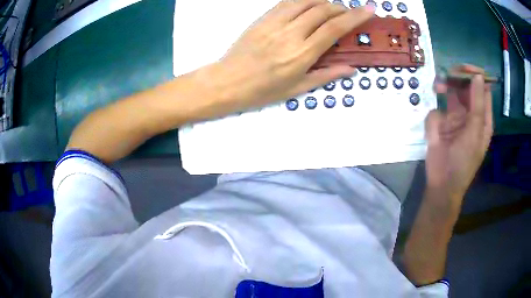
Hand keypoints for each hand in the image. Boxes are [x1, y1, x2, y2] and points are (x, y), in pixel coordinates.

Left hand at [206, 0, 374, 110]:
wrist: (228, 82)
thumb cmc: (262, 91)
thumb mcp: (297, 89)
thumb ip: (326, 75)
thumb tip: (351, 68)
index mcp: (303, 54)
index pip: (335, 27)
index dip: (355, 16)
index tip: (369, 10)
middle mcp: (291, 34)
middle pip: (323, 10)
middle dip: (341, 8)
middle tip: (348, 13)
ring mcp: (275, 23)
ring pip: (305, 2)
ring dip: (323, 1)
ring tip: (331, 7)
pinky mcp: (263, 19)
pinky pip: (286, 2)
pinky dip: (303, 0)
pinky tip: (309, 4)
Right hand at [425, 65, 492, 207]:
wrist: (442, 184)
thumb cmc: (463, 162)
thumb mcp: (474, 133)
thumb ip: (477, 104)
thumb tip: (478, 76)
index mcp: (482, 117)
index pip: (482, 88)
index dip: (475, 76)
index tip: (464, 69)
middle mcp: (470, 113)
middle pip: (466, 86)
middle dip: (457, 78)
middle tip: (448, 74)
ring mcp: (455, 118)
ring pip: (451, 93)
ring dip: (444, 88)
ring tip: (438, 88)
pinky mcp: (441, 124)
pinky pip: (437, 111)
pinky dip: (435, 117)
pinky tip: (435, 131)